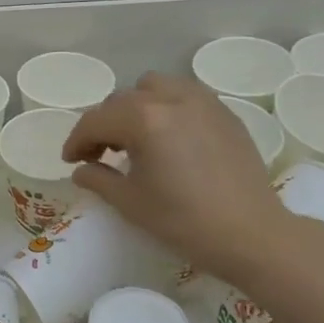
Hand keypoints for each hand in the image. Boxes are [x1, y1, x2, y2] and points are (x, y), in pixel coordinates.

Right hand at [62, 72, 291, 282]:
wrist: (252, 235)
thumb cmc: (184, 221)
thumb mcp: (130, 203)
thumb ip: (98, 179)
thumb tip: (81, 169)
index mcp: (143, 119)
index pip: (96, 120)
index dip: (76, 141)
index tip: (71, 161)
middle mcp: (171, 98)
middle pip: (122, 100)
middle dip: (104, 124)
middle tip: (100, 154)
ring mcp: (202, 102)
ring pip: (154, 87)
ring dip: (136, 107)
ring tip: (136, 138)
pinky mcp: (224, 113)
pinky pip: (184, 95)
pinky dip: (166, 107)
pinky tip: (169, 138)